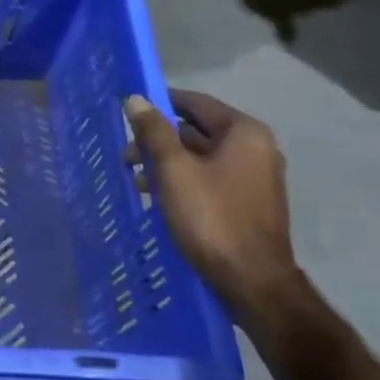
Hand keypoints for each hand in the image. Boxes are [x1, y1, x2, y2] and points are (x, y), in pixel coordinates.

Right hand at [124, 90, 310, 341]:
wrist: (251, 281)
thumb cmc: (211, 218)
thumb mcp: (173, 170)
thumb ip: (154, 132)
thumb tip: (136, 99)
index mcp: (243, 133)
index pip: (194, 102)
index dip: (158, 103)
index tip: (126, 112)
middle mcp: (255, 148)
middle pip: (195, 130)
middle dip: (157, 139)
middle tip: (125, 156)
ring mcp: (253, 177)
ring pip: (199, 156)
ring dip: (165, 163)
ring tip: (135, 180)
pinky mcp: (246, 202)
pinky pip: (208, 178)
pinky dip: (181, 181)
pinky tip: (157, 197)